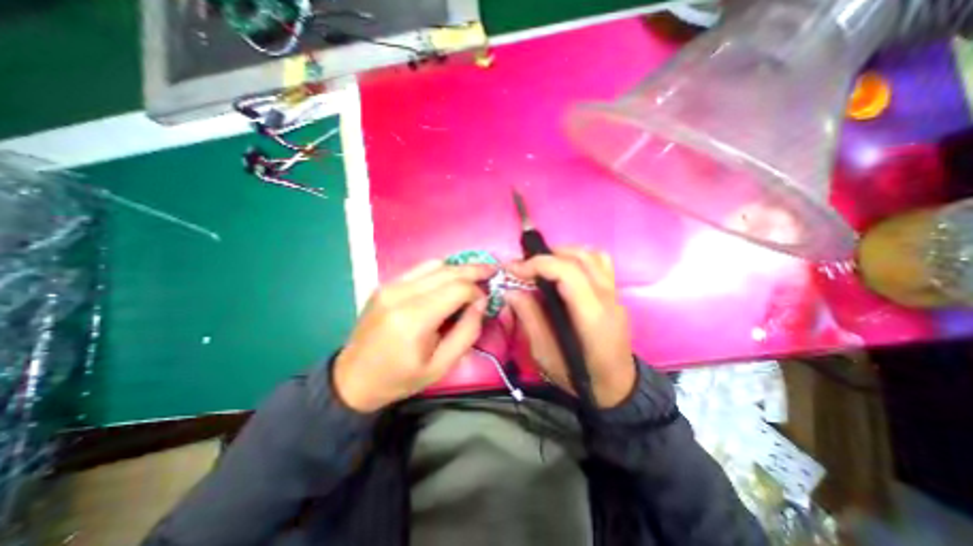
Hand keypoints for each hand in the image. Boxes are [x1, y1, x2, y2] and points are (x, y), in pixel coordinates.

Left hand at [334, 257, 494, 408]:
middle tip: (493, 271)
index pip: (457, 289)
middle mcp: (400, 294)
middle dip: (474, 270)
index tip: (486, 301)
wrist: (353, 378)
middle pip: (448, 271)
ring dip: (458, 268)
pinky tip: (451, 278)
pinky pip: (420, 268)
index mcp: (414, 319)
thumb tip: (481, 302)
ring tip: (474, 275)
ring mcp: (390, 285)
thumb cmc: (399, 378)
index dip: (477, 291)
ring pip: (435, 264)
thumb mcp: (441, 366)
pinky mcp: (385, 284)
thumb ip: (466, 332)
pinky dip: (441, 270)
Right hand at [505, 249, 634, 406]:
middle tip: (522, 268)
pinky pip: (599, 262)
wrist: (618, 387)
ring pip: (591, 255)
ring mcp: (615, 293)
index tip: (513, 270)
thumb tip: (512, 290)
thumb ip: (530, 319)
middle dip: (545, 256)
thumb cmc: (579, 377)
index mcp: (592, 316)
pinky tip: (563, 269)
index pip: (567, 272)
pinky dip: (578, 257)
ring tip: (541, 266)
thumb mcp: (546, 355)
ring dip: (562, 253)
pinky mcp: (615, 293)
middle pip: (579, 258)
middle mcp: (607, 298)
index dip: (537, 264)